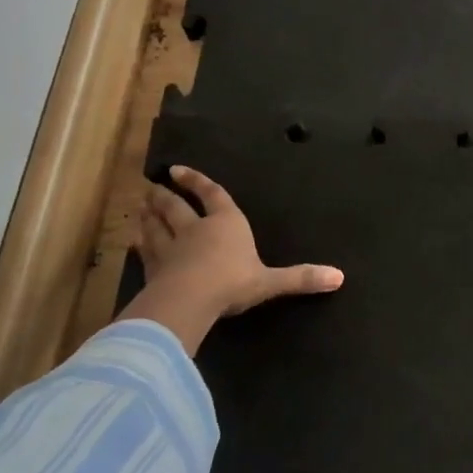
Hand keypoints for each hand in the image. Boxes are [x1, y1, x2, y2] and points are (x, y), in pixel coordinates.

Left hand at [120, 166, 343, 354]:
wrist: (189, 300)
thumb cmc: (232, 282)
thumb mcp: (270, 281)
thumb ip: (300, 278)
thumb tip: (339, 277)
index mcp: (226, 224)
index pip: (211, 195)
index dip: (197, 182)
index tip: (178, 171)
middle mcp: (195, 229)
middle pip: (174, 207)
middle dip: (164, 196)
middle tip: (153, 188)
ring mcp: (169, 248)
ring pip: (154, 226)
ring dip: (148, 216)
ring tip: (141, 207)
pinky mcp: (153, 269)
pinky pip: (144, 253)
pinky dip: (138, 246)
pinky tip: (133, 242)